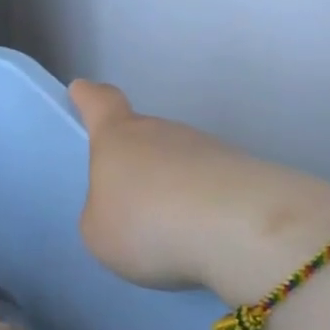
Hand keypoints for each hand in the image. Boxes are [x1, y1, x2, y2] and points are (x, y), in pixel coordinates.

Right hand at [69, 81, 329, 302]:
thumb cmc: (147, 223)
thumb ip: (103, 214)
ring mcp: (209, 148)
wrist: (240, 230)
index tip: (82, 90)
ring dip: (174, 189)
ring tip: (171, 233)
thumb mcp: (99, 231)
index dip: (90, 98)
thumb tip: (124, 208)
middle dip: (137, 162)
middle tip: (130, 201)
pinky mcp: (246, 173)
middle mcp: (163, 131)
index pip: (101, 103)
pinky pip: (213, 188)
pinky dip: (205, 208)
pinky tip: (205, 239)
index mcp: (118, 136)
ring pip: (181, 163)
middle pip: (145, 136)